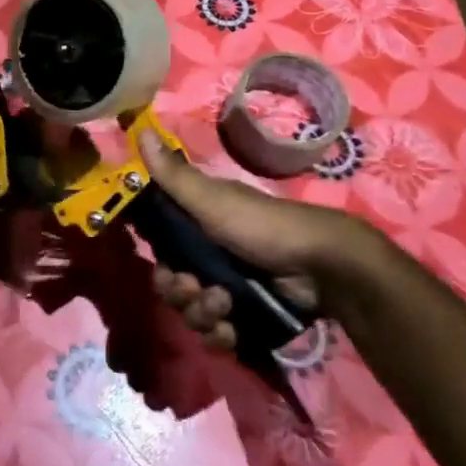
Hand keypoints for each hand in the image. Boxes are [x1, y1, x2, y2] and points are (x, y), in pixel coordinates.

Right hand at [139, 130, 386, 351]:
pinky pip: (216, 334)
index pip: (160, 247)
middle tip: (196, 289)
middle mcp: (208, 256)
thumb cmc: (262, 225)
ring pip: (192, 311)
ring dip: (201, 313)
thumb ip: (173, 175)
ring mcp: (227, 288)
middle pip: (172, 284)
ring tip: (225, 307)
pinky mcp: (245, 317)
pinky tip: (231, 331)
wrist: (322, 266)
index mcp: (197, 226)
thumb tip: (142, 130)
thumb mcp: (212, 199)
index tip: (165, 265)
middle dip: (179, 292)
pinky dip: (220, 335)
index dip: (157, 260)